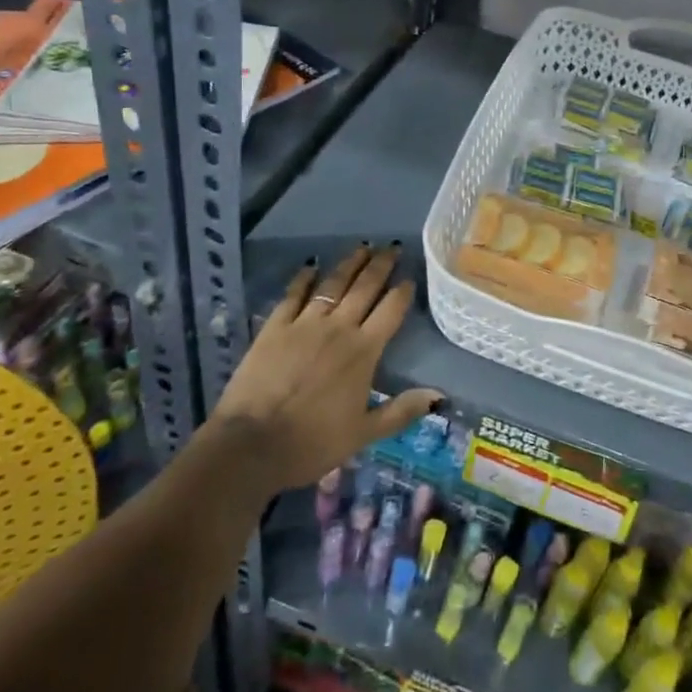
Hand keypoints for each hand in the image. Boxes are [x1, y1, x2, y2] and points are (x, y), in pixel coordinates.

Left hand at [209, 245, 441, 493]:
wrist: (252, 444)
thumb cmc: (312, 442)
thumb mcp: (364, 433)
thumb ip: (401, 411)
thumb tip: (439, 395)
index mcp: (364, 351)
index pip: (391, 310)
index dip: (403, 292)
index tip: (410, 278)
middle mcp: (339, 328)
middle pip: (365, 287)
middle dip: (381, 265)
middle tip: (392, 247)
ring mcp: (305, 323)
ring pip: (333, 284)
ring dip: (350, 263)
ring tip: (363, 247)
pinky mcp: (275, 327)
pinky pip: (293, 294)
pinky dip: (304, 278)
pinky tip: (311, 266)